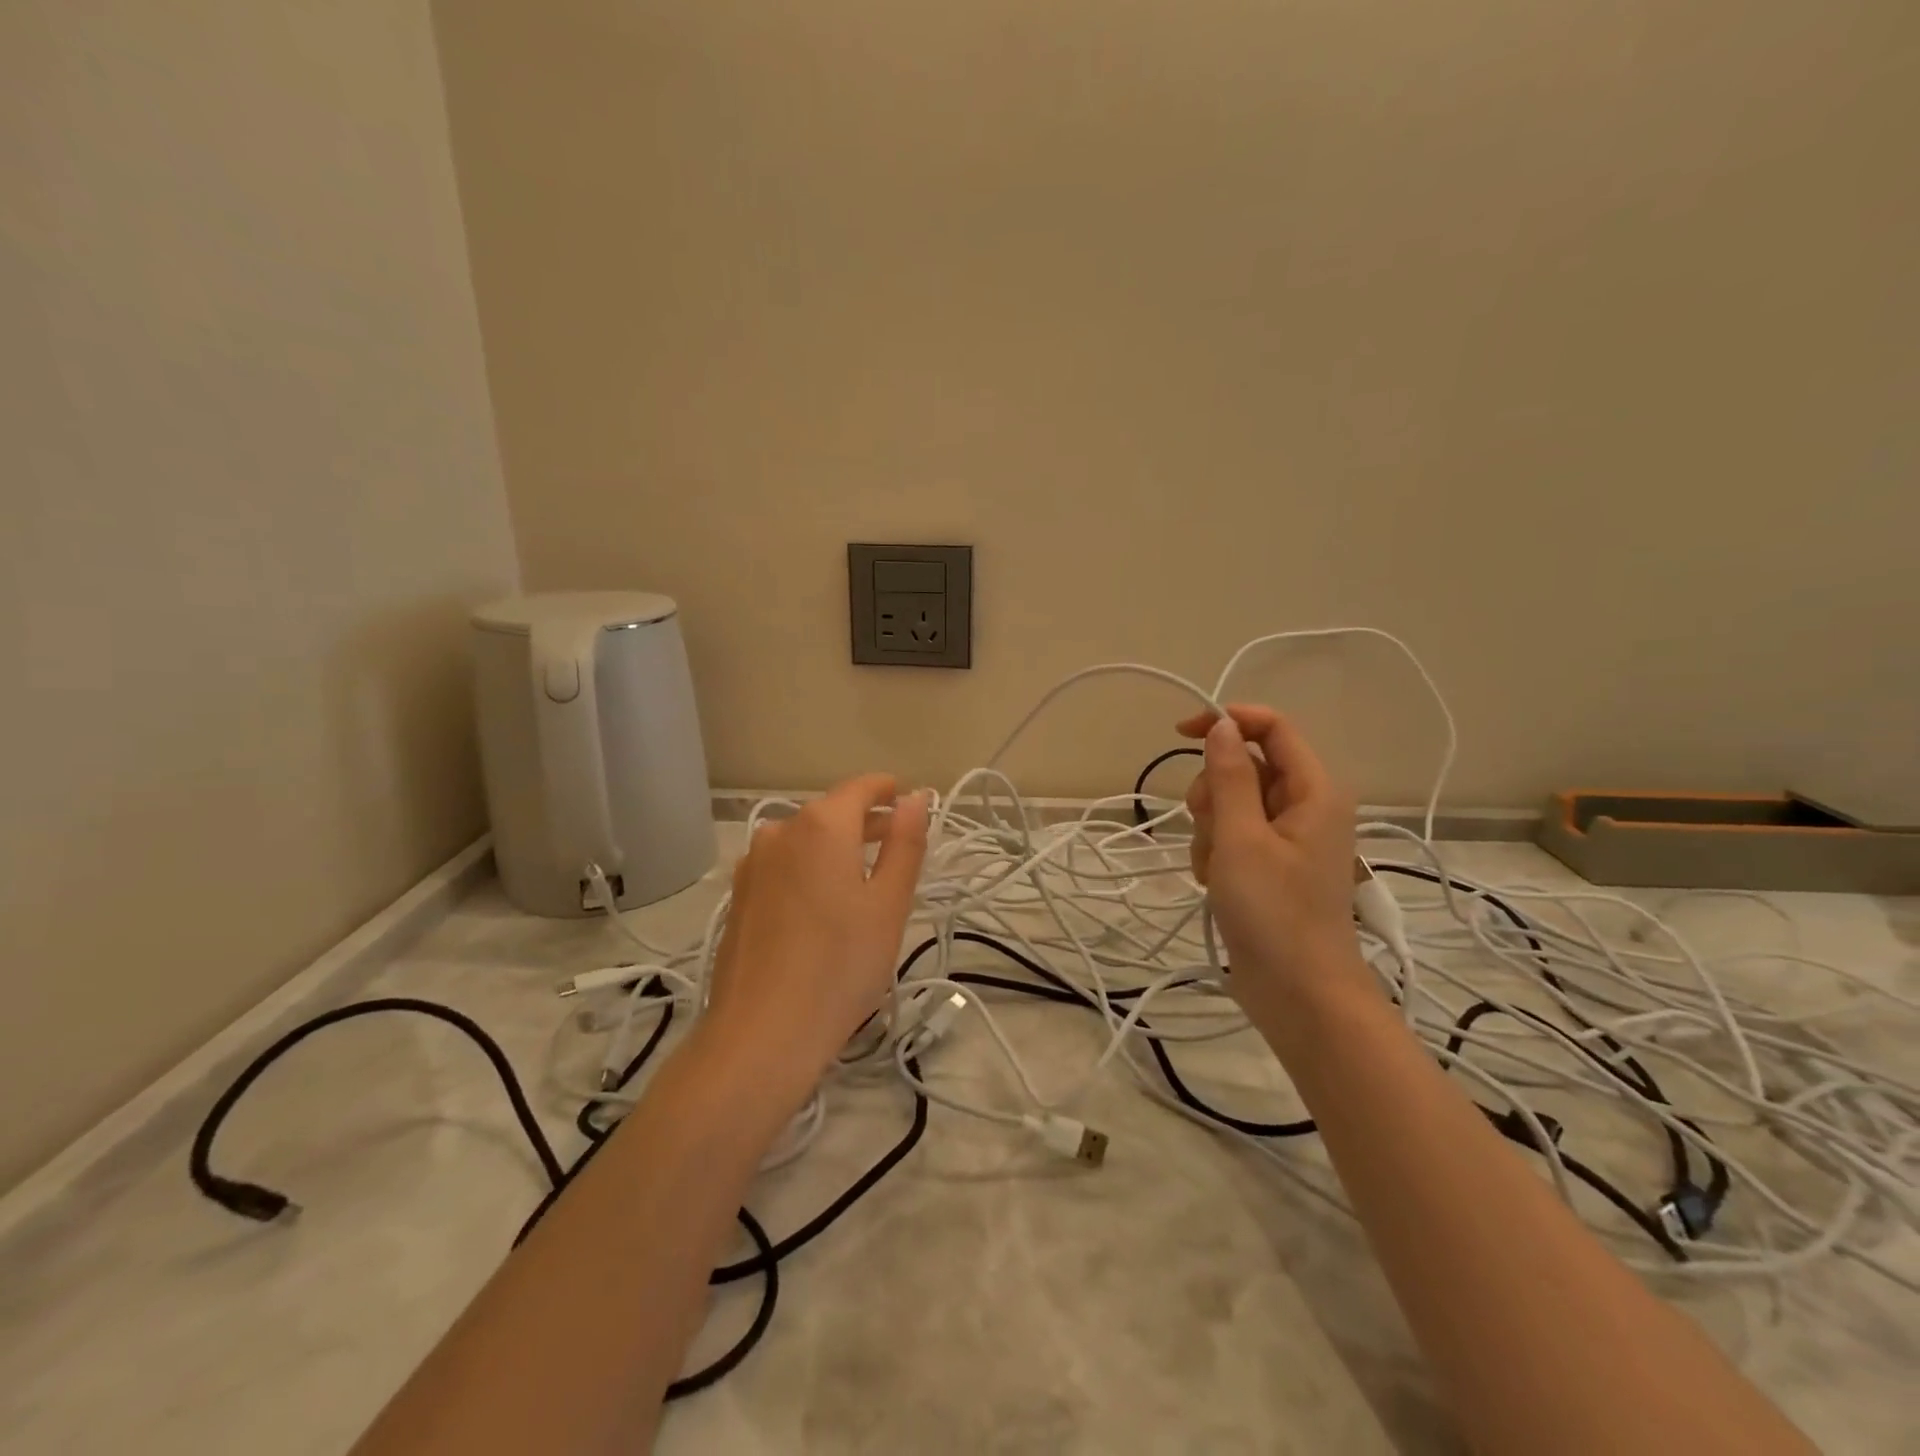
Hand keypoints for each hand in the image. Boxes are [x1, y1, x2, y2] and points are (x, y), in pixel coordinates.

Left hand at [703, 775, 928, 1086]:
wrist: (760, 1034)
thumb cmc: (840, 966)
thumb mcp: (889, 904)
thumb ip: (905, 844)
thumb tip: (915, 799)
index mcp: (821, 825)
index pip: (860, 788)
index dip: (888, 790)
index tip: (908, 800)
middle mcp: (781, 832)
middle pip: (830, 812)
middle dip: (866, 821)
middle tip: (898, 843)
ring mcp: (752, 864)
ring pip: (804, 840)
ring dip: (836, 846)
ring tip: (864, 876)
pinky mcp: (738, 896)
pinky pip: (783, 865)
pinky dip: (809, 869)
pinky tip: (822, 904)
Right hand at [1175, 706, 1365, 1025]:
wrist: (1300, 995)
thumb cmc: (1274, 913)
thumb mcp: (1242, 838)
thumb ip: (1230, 776)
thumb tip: (1221, 725)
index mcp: (1314, 791)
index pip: (1272, 728)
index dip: (1227, 721)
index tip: (1181, 734)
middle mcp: (1306, 807)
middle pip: (1246, 767)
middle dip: (1215, 793)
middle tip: (1212, 830)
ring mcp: (1287, 839)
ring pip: (1232, 804)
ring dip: (1211, 831)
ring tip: (1217, 870)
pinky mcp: (1270, 866)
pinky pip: (1232, 837)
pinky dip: (1216, 854)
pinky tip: (1217, 884)